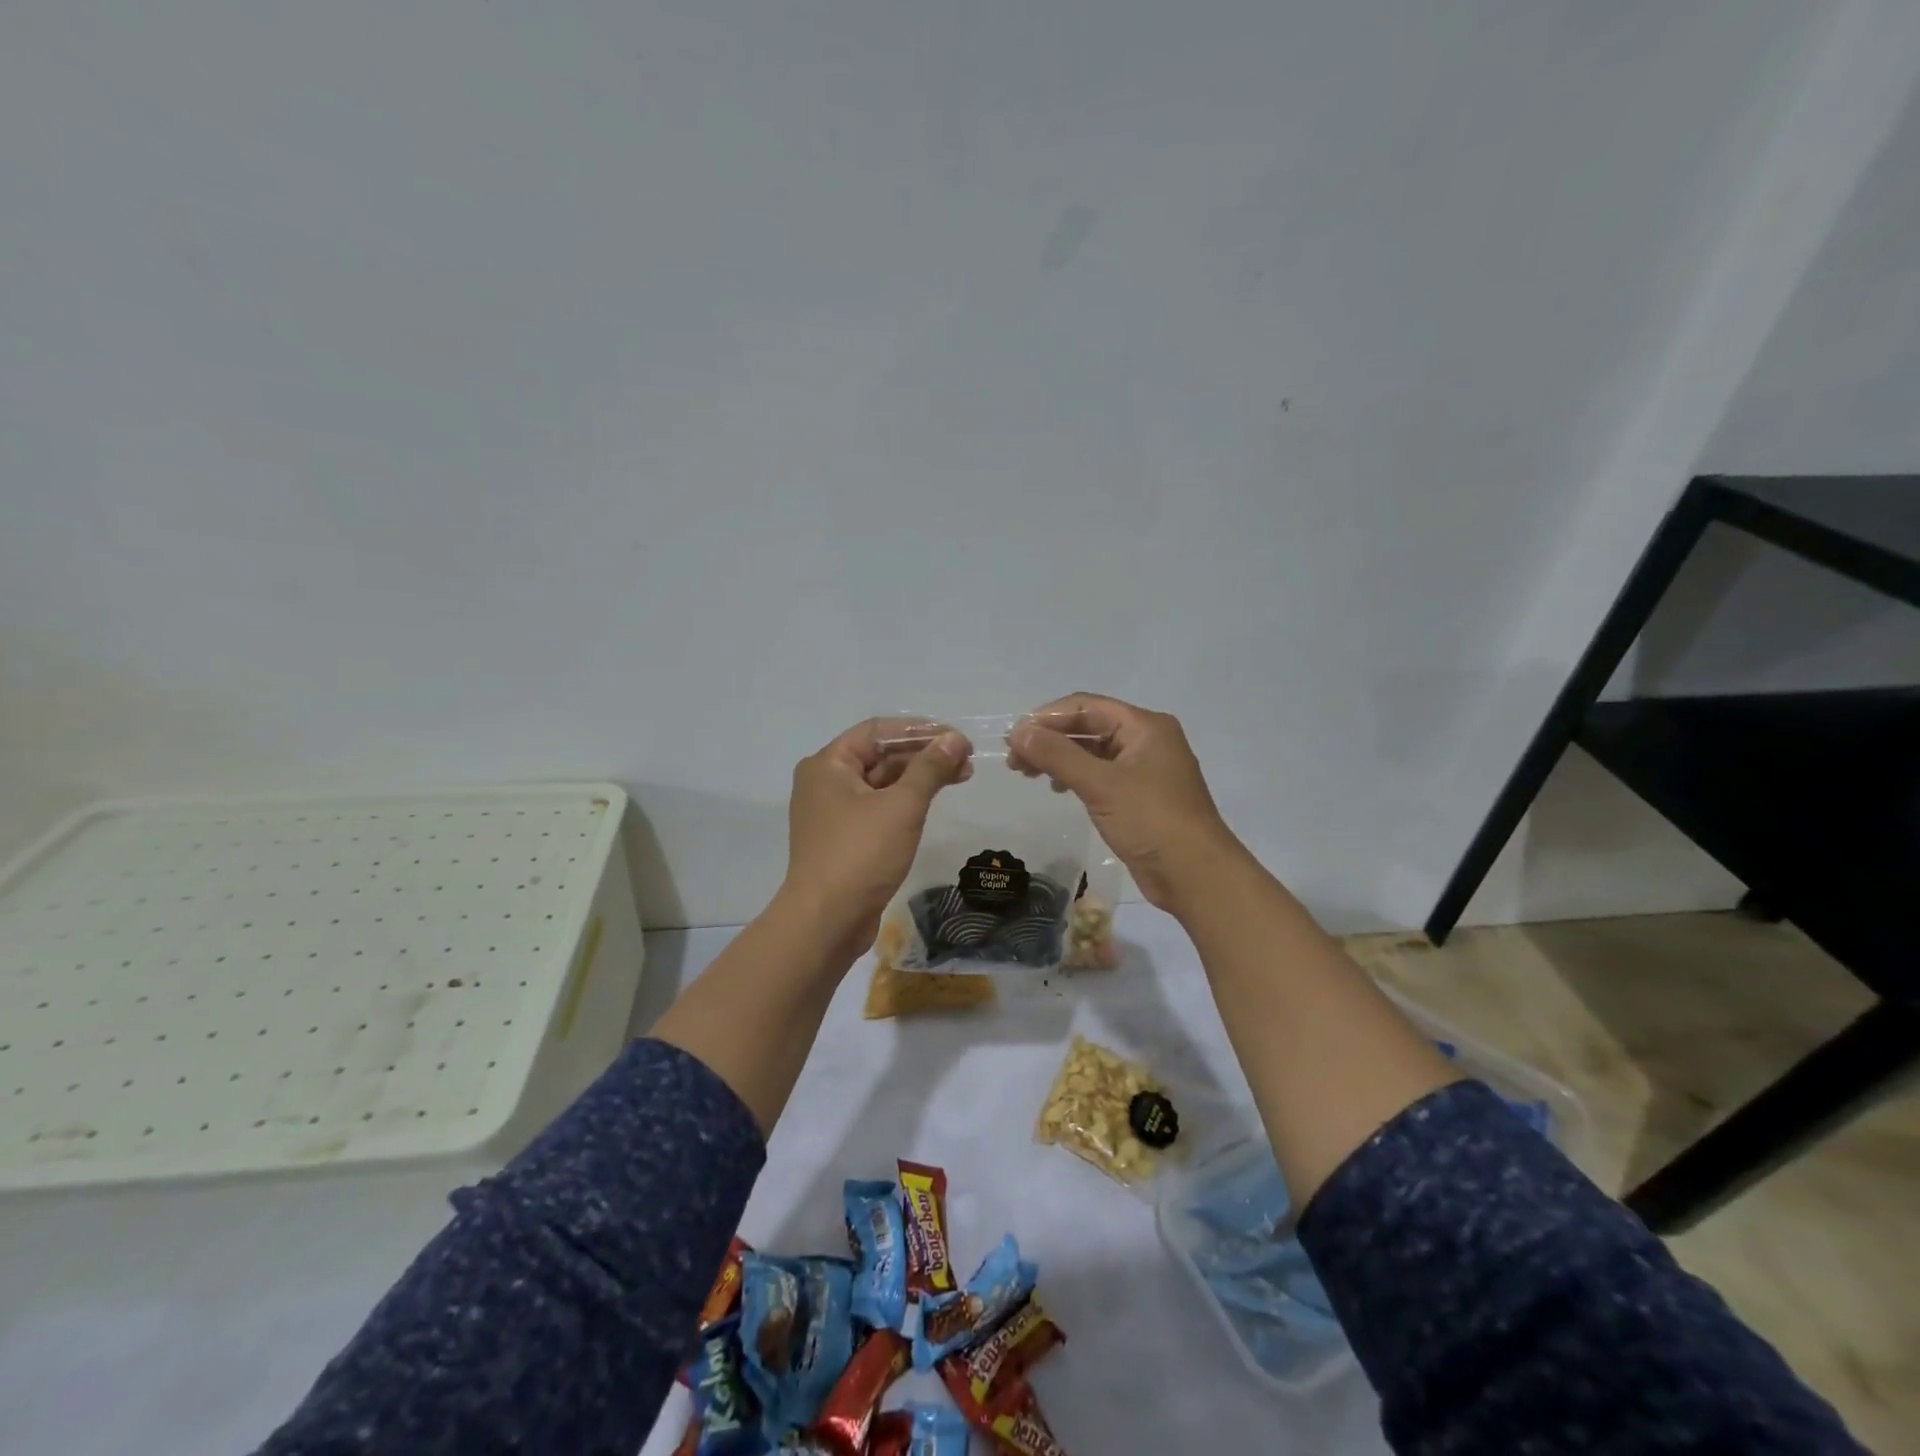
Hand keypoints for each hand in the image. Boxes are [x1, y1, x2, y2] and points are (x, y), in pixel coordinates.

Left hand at [779, 718, 971, 954]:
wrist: (826, 921)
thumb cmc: (861, 854)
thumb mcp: (902, 806)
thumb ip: (930, 768)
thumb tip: (955, 739)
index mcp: (828, 764)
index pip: (878, 731)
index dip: (920, 730)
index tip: (957, 738)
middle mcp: (825, 782)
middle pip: (879, 755)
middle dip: (924, 755)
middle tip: (966, 760)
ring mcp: (832, 813)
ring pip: (881, 783)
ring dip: (919, 778)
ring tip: (961, 776)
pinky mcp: (843, 839)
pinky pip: (877, 808)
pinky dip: (905, 801)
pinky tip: (933, 801)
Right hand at [1008, 694, 1245, 914]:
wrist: (1196, 876)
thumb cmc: (1151, 821)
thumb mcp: (1100, 785)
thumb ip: (1057, 755)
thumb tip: (1018, 732)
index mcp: (1145, 726)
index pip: (1086, 706)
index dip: (1046, 718)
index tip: (1013, 738)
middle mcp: (1147, 740)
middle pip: (1089, 726)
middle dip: (1050, 739)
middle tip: (1014, 761)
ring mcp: (1145, 769)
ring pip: (1093, 752)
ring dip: (1059, 758)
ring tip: (1028, 774)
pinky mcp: (1141, 796)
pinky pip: (1101, 774)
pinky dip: (1076, 776)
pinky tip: (1058, 789)